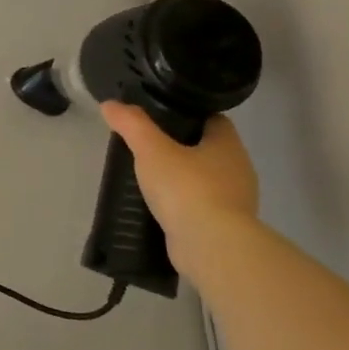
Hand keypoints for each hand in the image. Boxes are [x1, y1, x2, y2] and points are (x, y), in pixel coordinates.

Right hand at [99, 102, 258, 274]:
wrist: (211, 245)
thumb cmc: (186, 188)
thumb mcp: (151, 150)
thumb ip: (131, 125)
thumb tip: (110, 104)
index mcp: (228, 145)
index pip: (213, 120)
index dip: (188, 115)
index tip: (160, 117)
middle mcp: (238, 169)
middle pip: (209, 149)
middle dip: (182, 148)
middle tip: (147, 147)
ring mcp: (235, 200)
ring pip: (206, 179)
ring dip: (183, 178)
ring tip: (149, 178)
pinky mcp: (225, 226)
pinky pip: (202, 206)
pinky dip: (183, 204)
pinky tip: (160, 207)